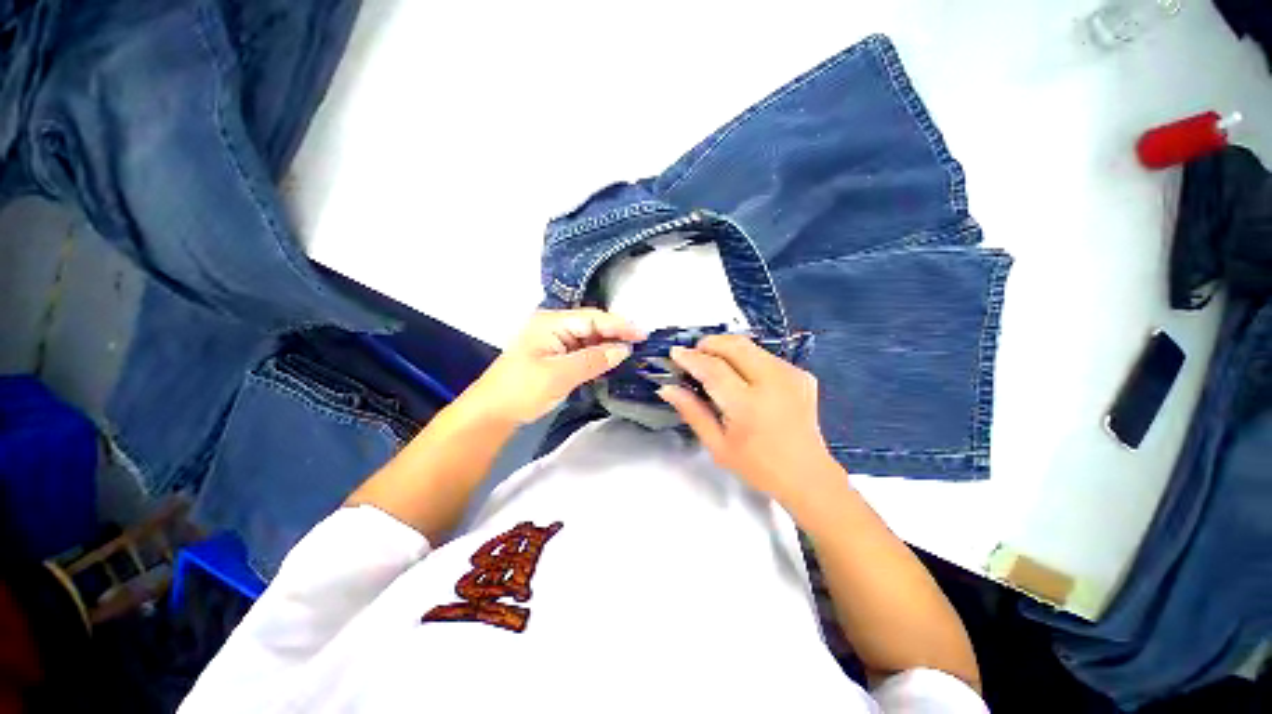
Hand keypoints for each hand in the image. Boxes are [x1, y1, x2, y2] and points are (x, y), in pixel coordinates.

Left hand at [461, 309, 643, 424]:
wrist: (491, 413)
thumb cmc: (522, 390)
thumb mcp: (560, 375)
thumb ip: (594, 359)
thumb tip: (624, 349)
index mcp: (551, 322)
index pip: (593, 318)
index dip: (620, 325)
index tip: (644, 334)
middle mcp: (553, 326)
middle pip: (592, 325)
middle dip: (616, 334)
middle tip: (642, 344)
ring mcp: (553, 340)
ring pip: (588, 338)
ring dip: (608, 345)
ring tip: (633, 352)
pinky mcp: (554, 355)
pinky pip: (582, 350)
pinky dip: (597, 355)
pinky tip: (611, 360)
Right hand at [657, 334, 842, 510]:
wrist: (807, 475)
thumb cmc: (757, 466)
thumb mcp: (717, 445)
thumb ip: (692, 412)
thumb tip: (667, 388)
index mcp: (748, 405)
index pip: (713, 369)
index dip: (691, 358)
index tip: (675, 352)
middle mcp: (772, 382)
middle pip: (735, 346)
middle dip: (710, 343)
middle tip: (694, 353)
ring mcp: (791, 375)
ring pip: (751, 346)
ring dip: (727, 348)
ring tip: (714, 362)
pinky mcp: (802, 374)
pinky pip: (766, 355)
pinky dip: (747, 358)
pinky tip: (742, 376)